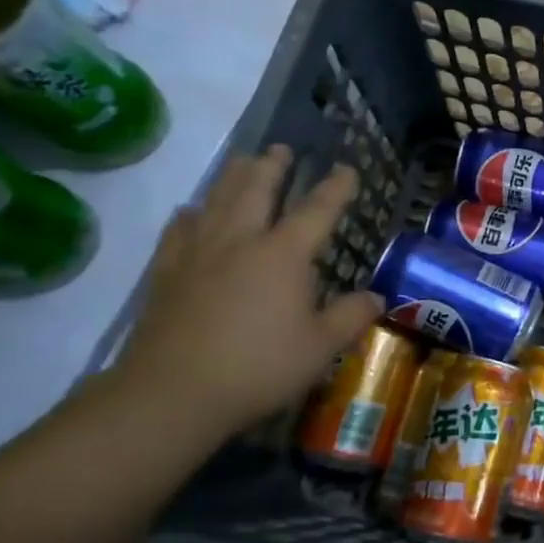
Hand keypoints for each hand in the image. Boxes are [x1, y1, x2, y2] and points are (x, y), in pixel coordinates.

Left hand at [109, 147, 382, 434]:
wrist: (171, 394)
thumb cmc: (258, 366)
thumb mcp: (320, 347)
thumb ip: (351, 316)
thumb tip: (376, 297)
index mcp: (283, 254)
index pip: (317, 210)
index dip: (336, 188)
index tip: (347, 169)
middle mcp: (240, 241)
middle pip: (257, 190)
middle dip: (273, 166)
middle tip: (281, 148)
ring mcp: (198, 254)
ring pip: (217, 201)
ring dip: (233, 177)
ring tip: (242, 161)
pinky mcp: (166, 274)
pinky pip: (179, 231)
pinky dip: (190, 214)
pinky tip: (191, 211)